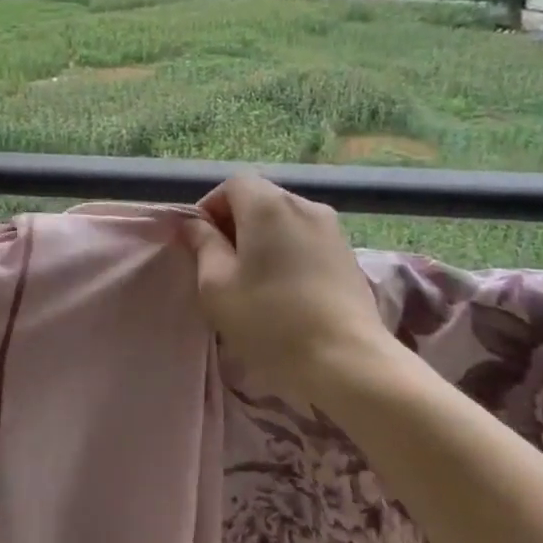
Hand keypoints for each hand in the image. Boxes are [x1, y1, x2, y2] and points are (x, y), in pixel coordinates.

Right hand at [178, 176, 393, 401]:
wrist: (346, 359)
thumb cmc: (269, 320)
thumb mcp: (217, 285)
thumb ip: (202, 245)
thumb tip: (194, 225)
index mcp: (267, 206)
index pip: (233, 184)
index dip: (210, 207)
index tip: (200, 243)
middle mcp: (304, 205)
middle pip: (261, 199)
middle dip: (236, 223)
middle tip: (222, 265)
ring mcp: (332, 229)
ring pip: (285, 221)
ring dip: (263, 240)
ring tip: (254, 280)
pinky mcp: (348, 254)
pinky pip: (307, 240)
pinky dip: (289, 253)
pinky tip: (285, 290)